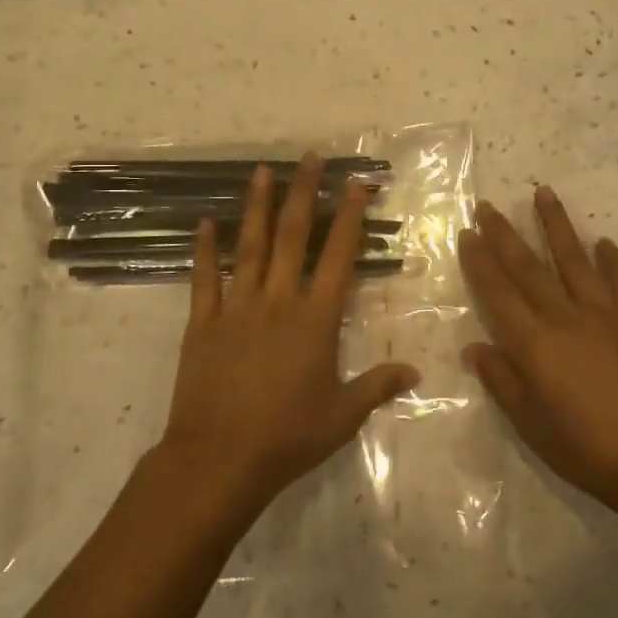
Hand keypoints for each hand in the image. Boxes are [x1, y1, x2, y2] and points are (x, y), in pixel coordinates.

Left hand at [162, 154, 418, 513]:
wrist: (218, 460)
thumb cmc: (288, 437)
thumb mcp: (342, 415)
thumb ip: (378, 387)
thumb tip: (416, 372)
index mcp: (315, 319)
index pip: (340, 255)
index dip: (351, 216)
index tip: (357, 183)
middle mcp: (278, 301)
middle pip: (294, 236)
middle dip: (305, 193)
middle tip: (310, 158)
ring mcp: (236, 308)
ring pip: (250, 246)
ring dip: (257, 206)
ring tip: (262, 171)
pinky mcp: (202, 323)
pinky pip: (204, 278)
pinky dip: (205, 249)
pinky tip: (206, 223)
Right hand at [458, 187, 617, 521]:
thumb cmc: (589, 451)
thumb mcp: (533, 427)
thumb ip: (503, 382)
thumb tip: (474, 347)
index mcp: (535, 345)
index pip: (498, 294)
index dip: (480, 262)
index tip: (467, 234)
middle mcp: (566, 318)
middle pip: (529, 268)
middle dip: (505, 234)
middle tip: (488, 206)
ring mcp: (605, 314)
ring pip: (574, 259)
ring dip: (556, 225)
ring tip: (543, 193)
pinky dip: (613, 260)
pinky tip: (604, 242)